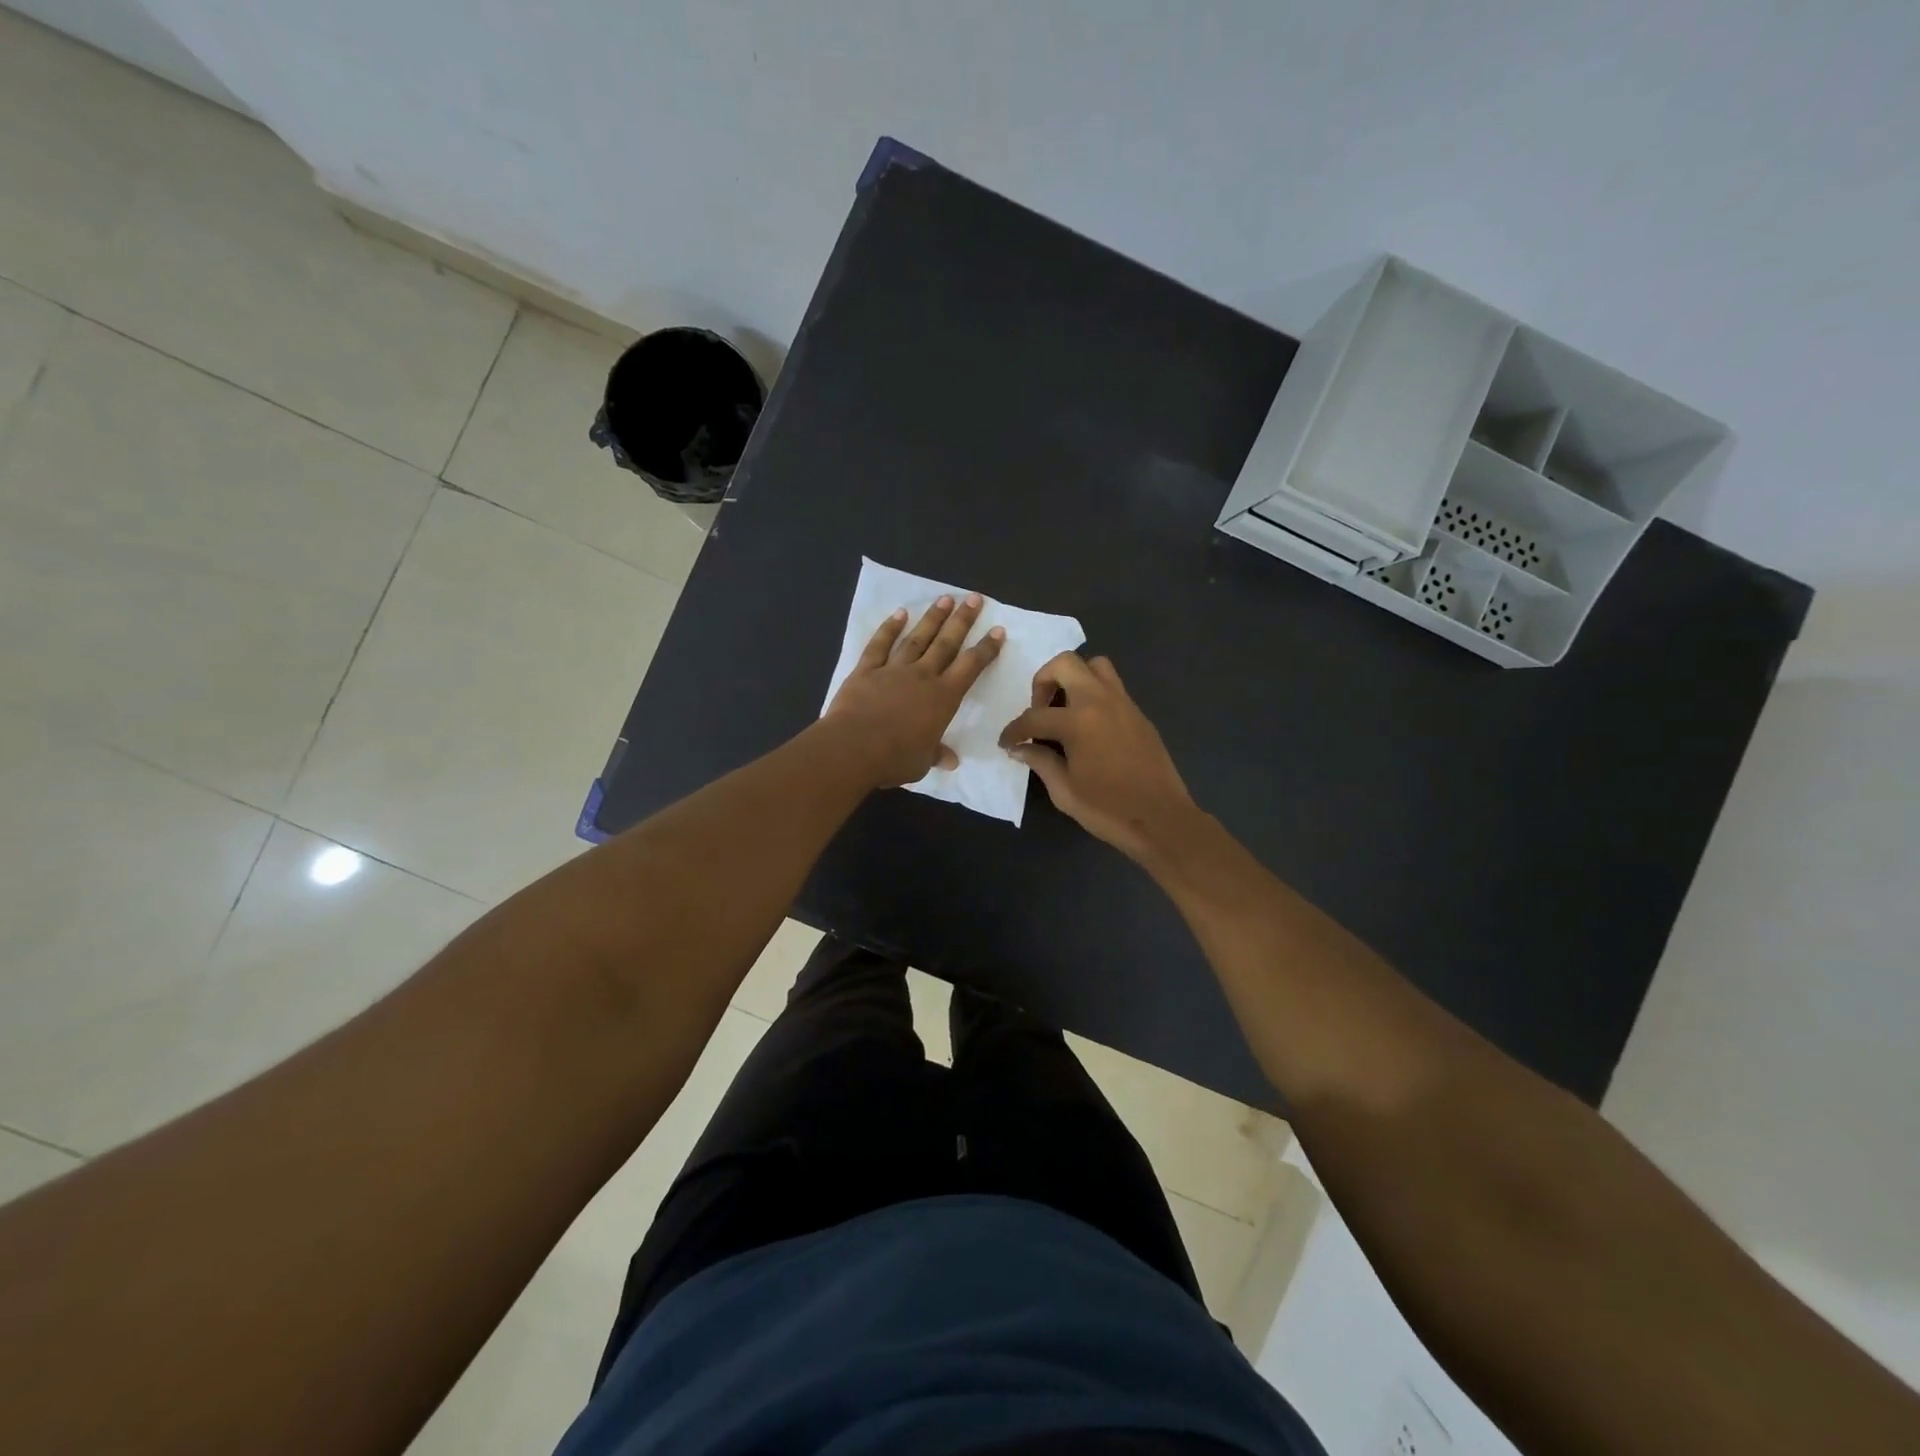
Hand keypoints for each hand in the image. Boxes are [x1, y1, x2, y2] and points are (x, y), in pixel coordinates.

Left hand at [825, 593, 1004, 787]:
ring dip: (932, 618)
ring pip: (917, 638)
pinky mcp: (866, 670)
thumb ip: (936, 755)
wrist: (853, 748)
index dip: (986, 649)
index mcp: (943, 698)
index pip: (970, 667)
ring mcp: (893, 670)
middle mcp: (922, 676)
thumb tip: (951, 761)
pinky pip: (880, 645)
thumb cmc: (894, 758)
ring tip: (945, 598)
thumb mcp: (922, 762)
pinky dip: (890, 628)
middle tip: (974, 598)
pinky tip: (899, 613)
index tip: (997, 630)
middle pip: (946, 643)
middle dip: (962, 620)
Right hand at [998, 652, 1196, 860]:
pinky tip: (1088, 726)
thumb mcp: (1064, 791)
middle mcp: (1101, 701)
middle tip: (1040, 710)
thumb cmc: (1108, 810)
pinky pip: (1112, 686)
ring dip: (1073, 678)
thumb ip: (1040, 762)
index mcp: (1078, 722)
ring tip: (1065, 709)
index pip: (1034, 716)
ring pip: (1095, 665)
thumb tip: (1020, 749)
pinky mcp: (1138, 714)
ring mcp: (1124, 703)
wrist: (1162, 820)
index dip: (1014, 730)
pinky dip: (1093, 693)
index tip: (1006, 742)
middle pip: (1065, 664)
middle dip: (1043, 681)